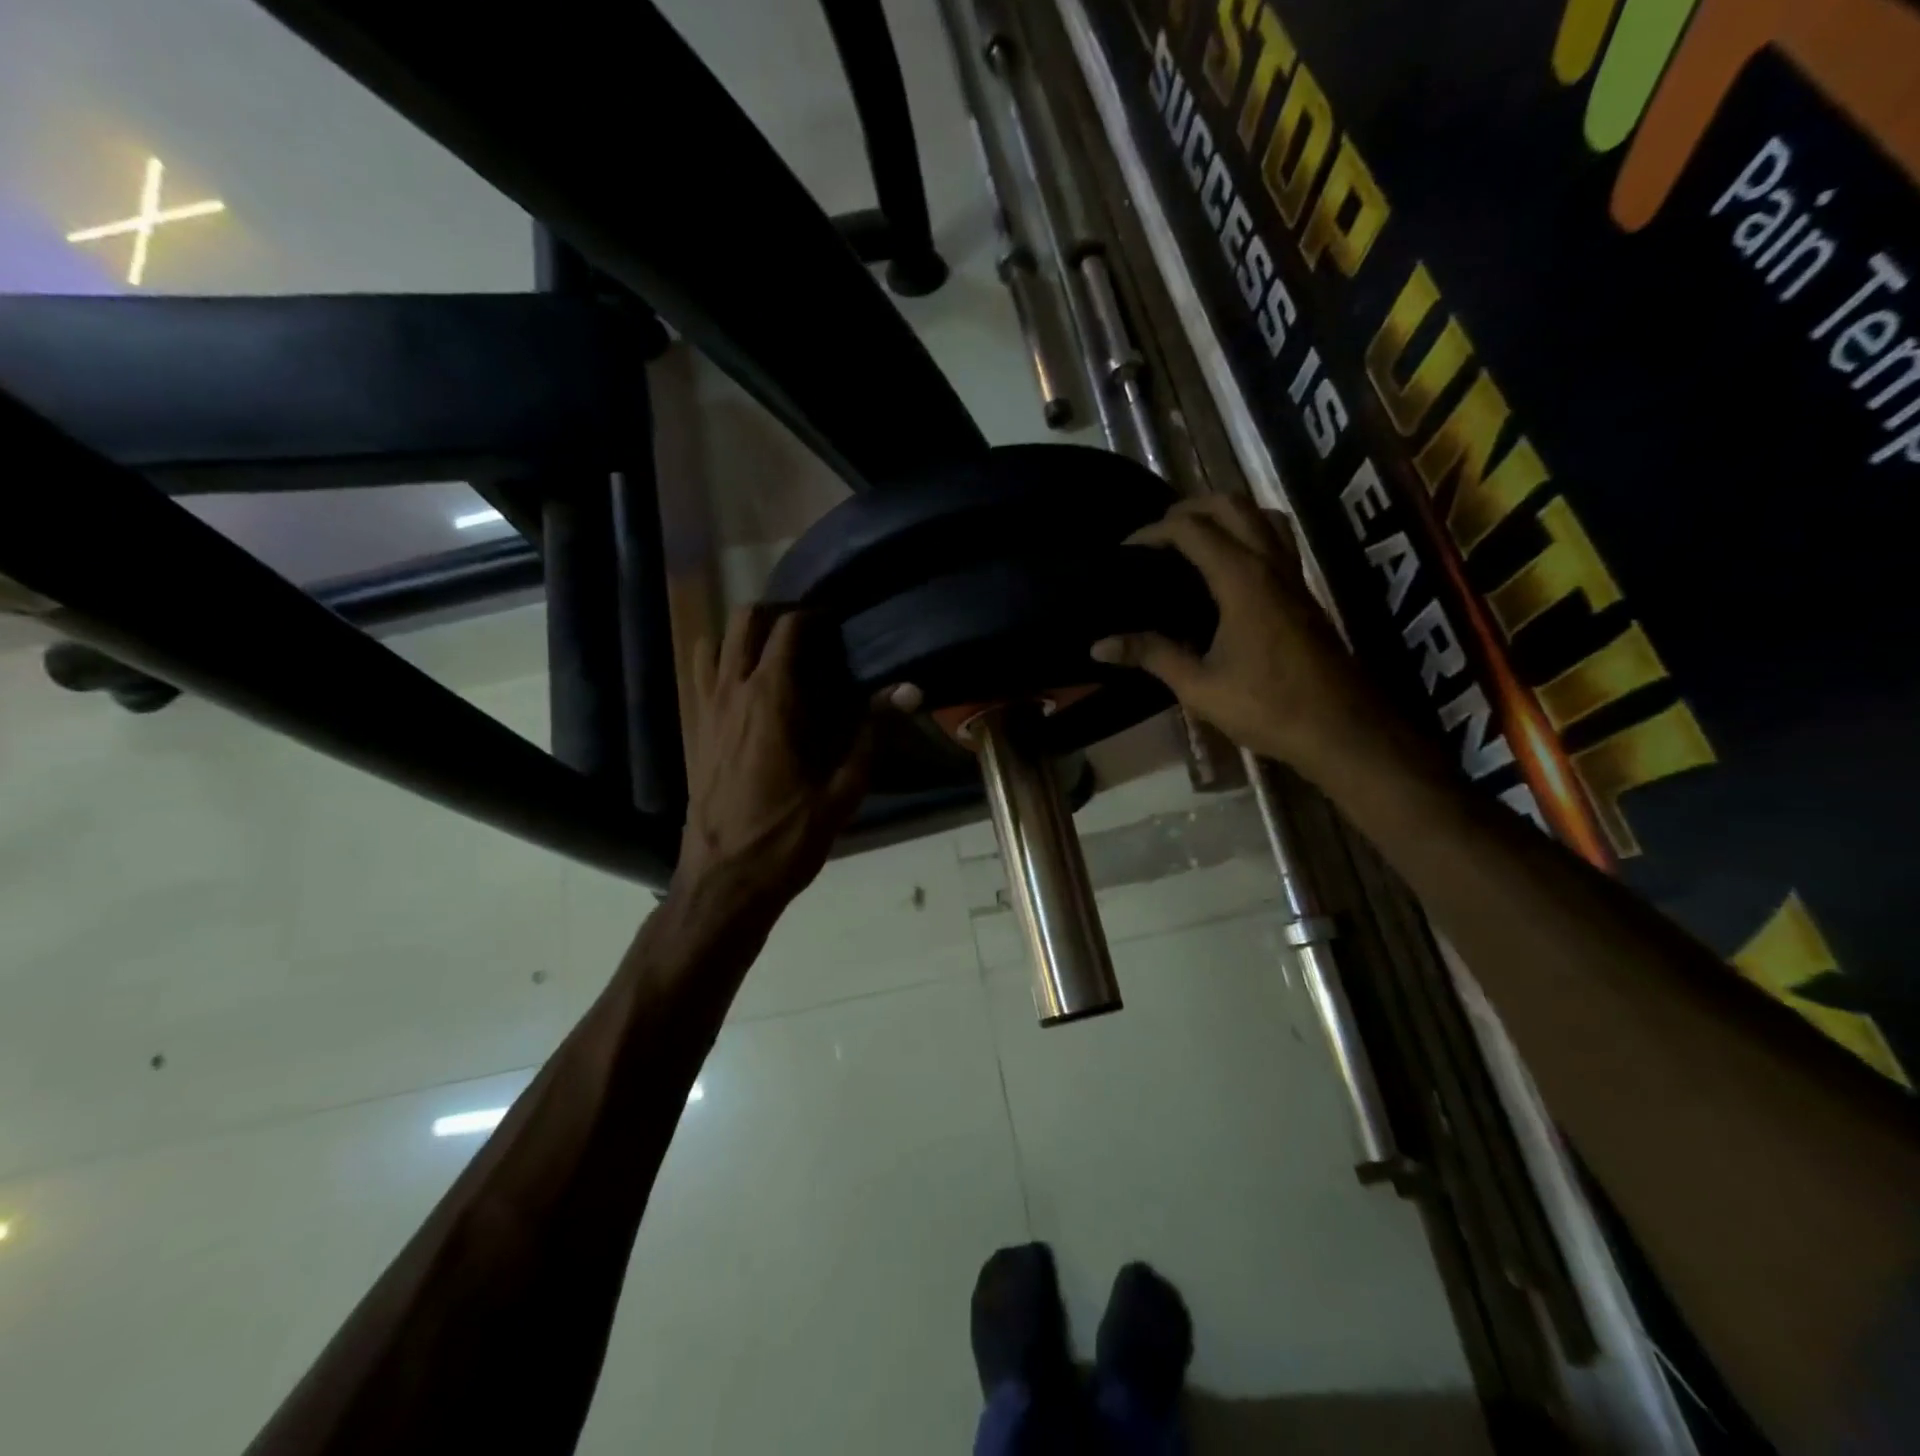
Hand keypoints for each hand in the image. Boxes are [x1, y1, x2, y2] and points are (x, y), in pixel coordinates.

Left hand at [674, 606, 876, 922]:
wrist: (723, 881)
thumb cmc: (787, 837)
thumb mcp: (842, 791)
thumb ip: (872, 733)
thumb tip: (909, 690)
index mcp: (771, 699)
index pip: (789, 629)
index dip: (815, 616)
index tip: (839, 623)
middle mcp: (732, 691)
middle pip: (745, 620)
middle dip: (778, 614)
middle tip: (810, 634)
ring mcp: (705, 708)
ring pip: (715, 641)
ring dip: (743, 636)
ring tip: (774, 656)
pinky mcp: (692, 729)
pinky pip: (700, 674)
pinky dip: (721, 663)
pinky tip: (747, 691)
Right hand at [1091, 497, 1382, 774]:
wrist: (1341, 728)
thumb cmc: (1267, 707)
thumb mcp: (1199, 686)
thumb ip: (1151, 655)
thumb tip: (1098, 646)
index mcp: (1241, 579)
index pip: (1192, 530)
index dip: (1153, 531)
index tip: (1125, 550)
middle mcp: (1270, 564)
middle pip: (1231, 506)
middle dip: (1190, 508)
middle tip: (1157, 534)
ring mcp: (1293, 576)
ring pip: (1261, 516)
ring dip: (1225, 513)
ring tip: (1193, 538)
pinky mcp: (1303, 593)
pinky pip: (1275, 540)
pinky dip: (1247, 533)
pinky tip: (1228, 566)